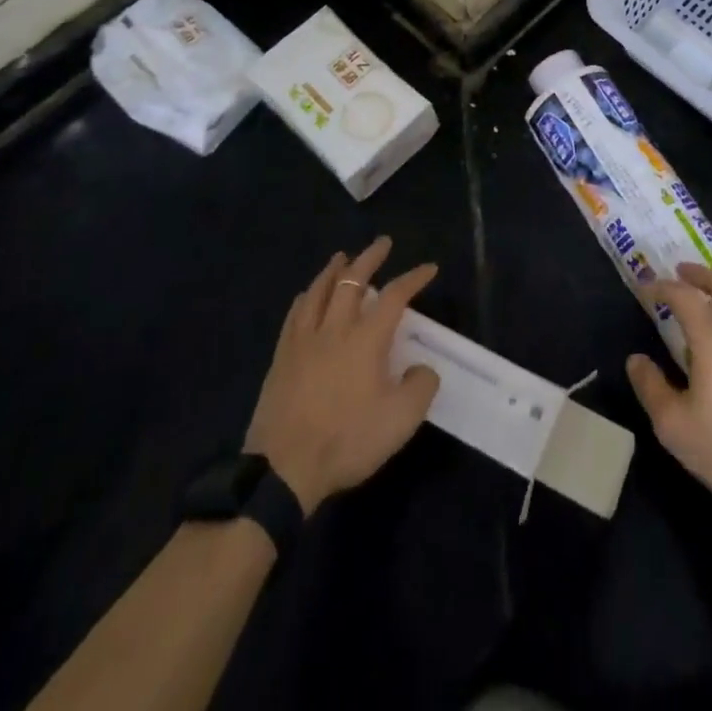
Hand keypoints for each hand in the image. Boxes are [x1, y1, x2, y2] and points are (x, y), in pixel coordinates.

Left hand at [244, 237, 440, 514]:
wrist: (283, 468)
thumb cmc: (347, 440)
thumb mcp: (400, 420)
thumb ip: (420, 387)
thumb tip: (422, 368)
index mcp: (366, 339)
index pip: (394, 296)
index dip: (413, 278)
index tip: (429, 268)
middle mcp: (335, 328)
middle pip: (352, 280)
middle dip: (370, 258)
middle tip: (382, 243)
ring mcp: (304, 340)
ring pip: (319, 290)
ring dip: (334, 270)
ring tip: (343, 257)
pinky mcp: (282, 357)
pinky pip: (295, 314)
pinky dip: (307, 296)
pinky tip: (307, 295)